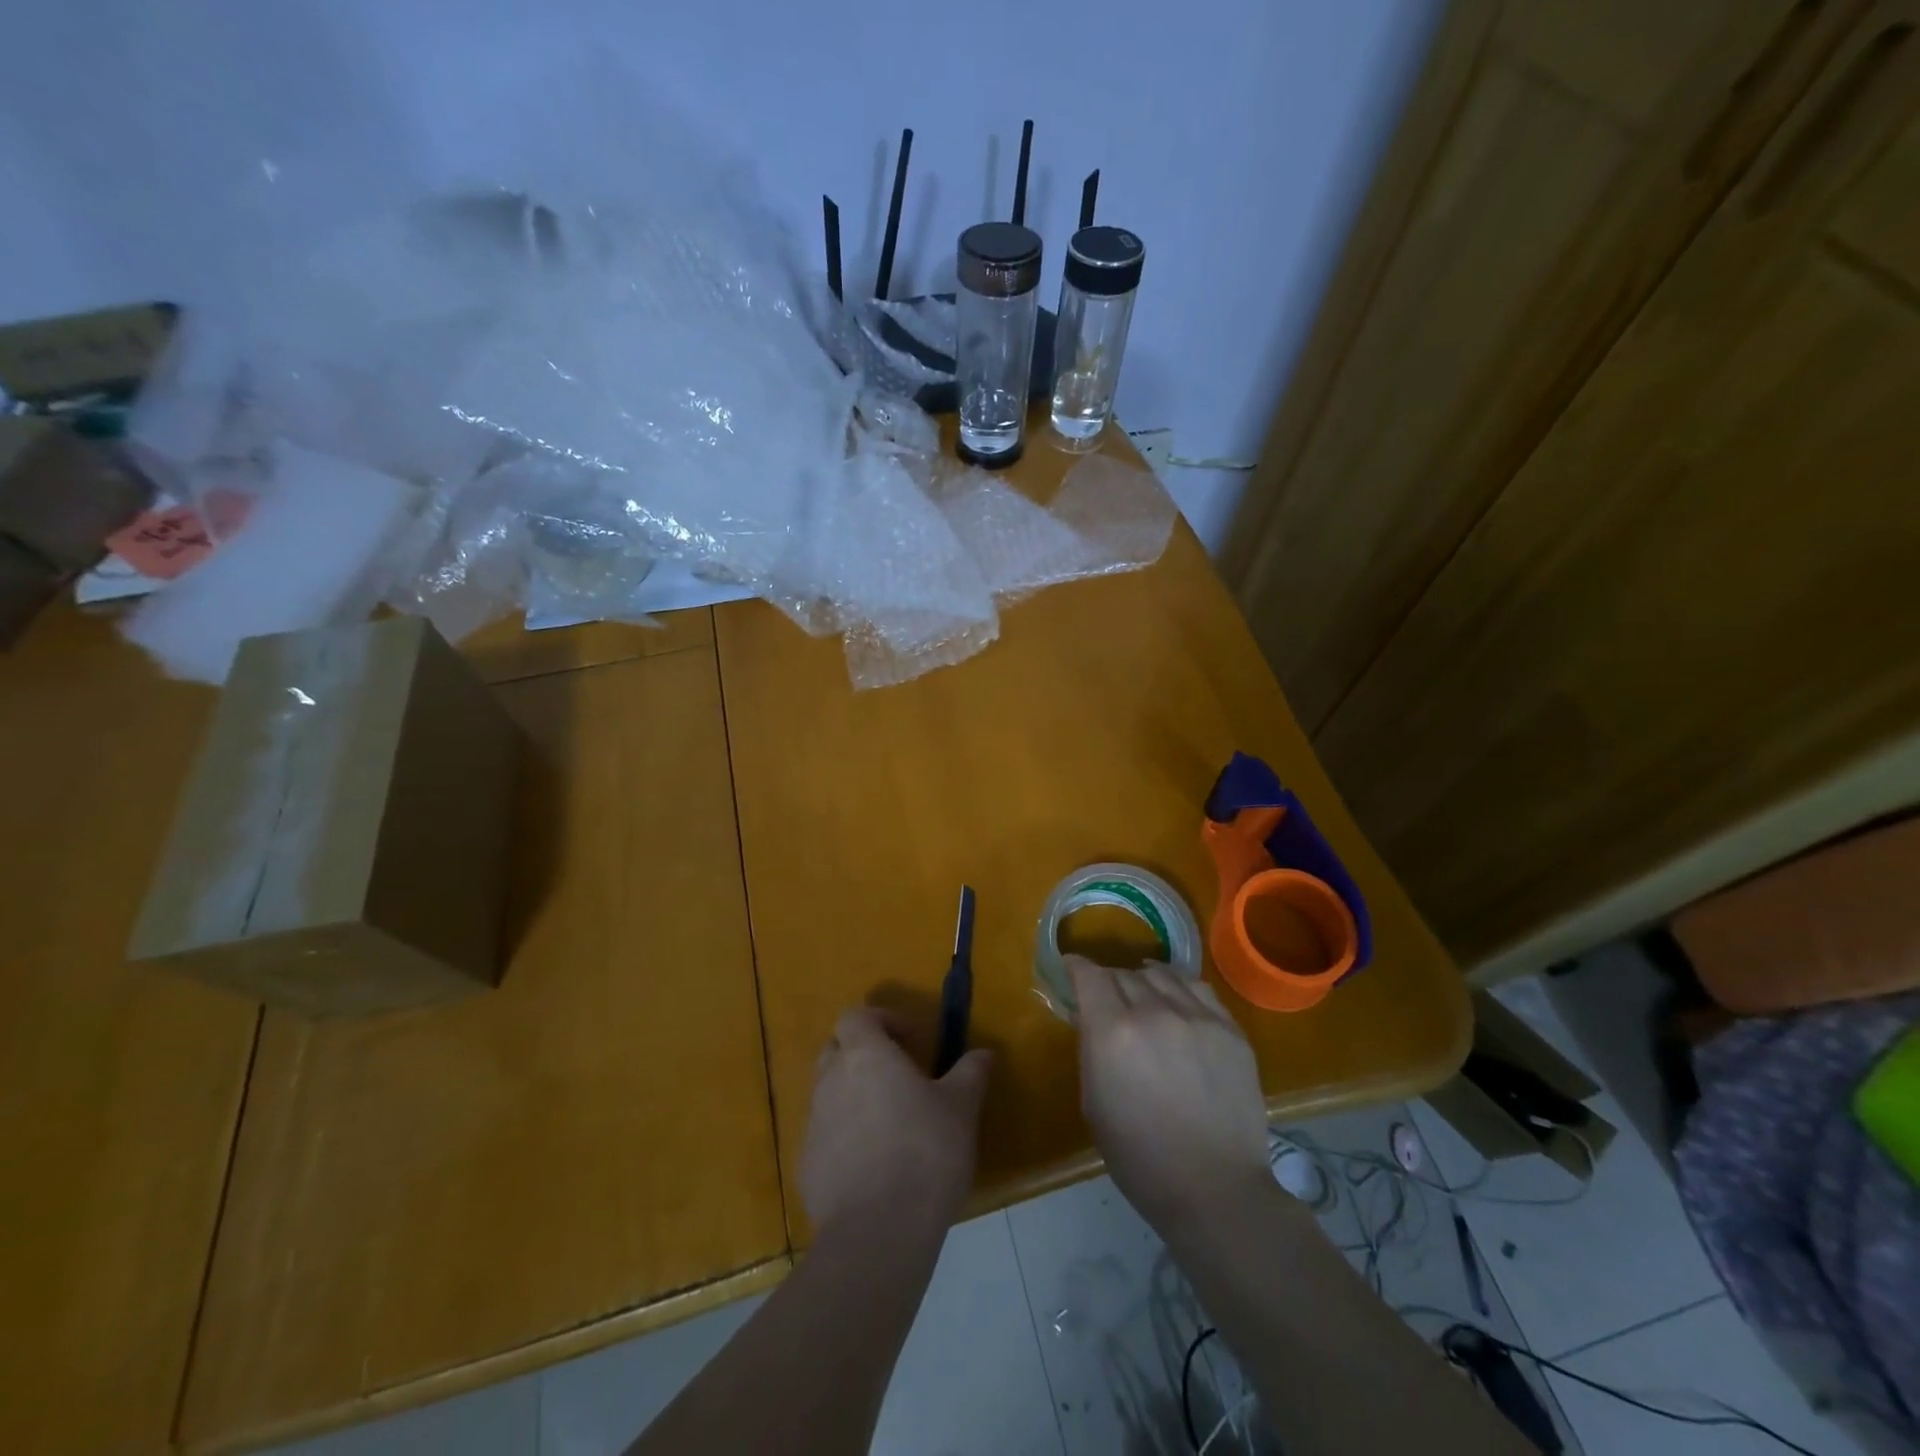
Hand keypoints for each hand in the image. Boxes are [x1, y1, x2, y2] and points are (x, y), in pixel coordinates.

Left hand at [800, 1007, 992, 1242]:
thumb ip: (970, 1073)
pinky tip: (875, 1167)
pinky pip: (825, 1137)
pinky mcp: (806, 1167)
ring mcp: (812, 1124)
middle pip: (836, 1050)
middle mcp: (830, 1080)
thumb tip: (984, 1053)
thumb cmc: (925, 1152)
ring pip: (829, 1094)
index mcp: (865, 1055)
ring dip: (854, 1097)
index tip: (911, 1039)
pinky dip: (845, 1139)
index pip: (856, 1016)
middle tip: (898, 1076)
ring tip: (890, 1124)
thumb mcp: (961, 1107)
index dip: (881, 1020)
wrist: (878, 1232)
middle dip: (863, 1055)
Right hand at [1068, 956, 1272, 1237]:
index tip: (1071, 969)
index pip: (1090, 976)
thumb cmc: (1140, 1158)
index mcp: (1113, 1032)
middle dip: (1108, 981)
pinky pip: (1198, 988)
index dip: (1077, 967)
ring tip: (1141, 991)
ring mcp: (1197, 1017)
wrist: (1215, 1190)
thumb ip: (1089, 1049)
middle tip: (1106, 998)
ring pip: (1161, 975)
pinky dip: (1178, 985)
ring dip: (1143, 979)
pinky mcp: (1230, 1029)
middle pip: (1123, 973)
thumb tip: (1088, 1016)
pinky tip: (1175, 996)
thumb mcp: (1093, 1103)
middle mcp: (1154, 1012)